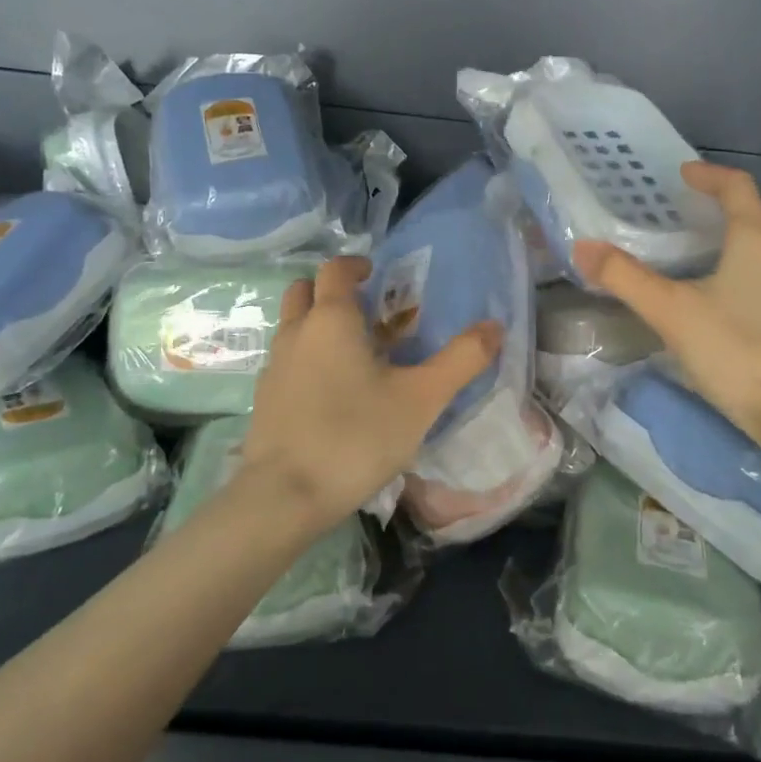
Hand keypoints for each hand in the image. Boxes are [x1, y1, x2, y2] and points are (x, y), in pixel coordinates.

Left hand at [241, 255, 503, 530]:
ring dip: (317, 325)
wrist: (286, 496)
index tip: (377, 275)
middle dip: (331, 291)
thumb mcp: (422, 398)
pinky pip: (286, 361)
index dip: (356, 265)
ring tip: (355, 353)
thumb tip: (495, 326)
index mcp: (331, 319)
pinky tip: (332, 393)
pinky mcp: (265, 399)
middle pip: (304, 290)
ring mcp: (274, 366)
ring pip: (292, 327)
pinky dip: (306, 359)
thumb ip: (461, 359)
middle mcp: (296, 333)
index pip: (335, 269)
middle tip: (366, 311)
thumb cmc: (357, 436)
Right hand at [572, 162, 760, 441]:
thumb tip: (583, 248)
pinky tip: (729, 293)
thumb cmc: (733, 350)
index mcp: (756, 240)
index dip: (710, 175)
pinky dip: (753, 264)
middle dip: (731, 201)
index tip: (683, 174)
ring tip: (708, 248)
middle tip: (696, 209)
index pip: (738, 187)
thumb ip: (625, 278)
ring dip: (746, 233)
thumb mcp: (670, 311)